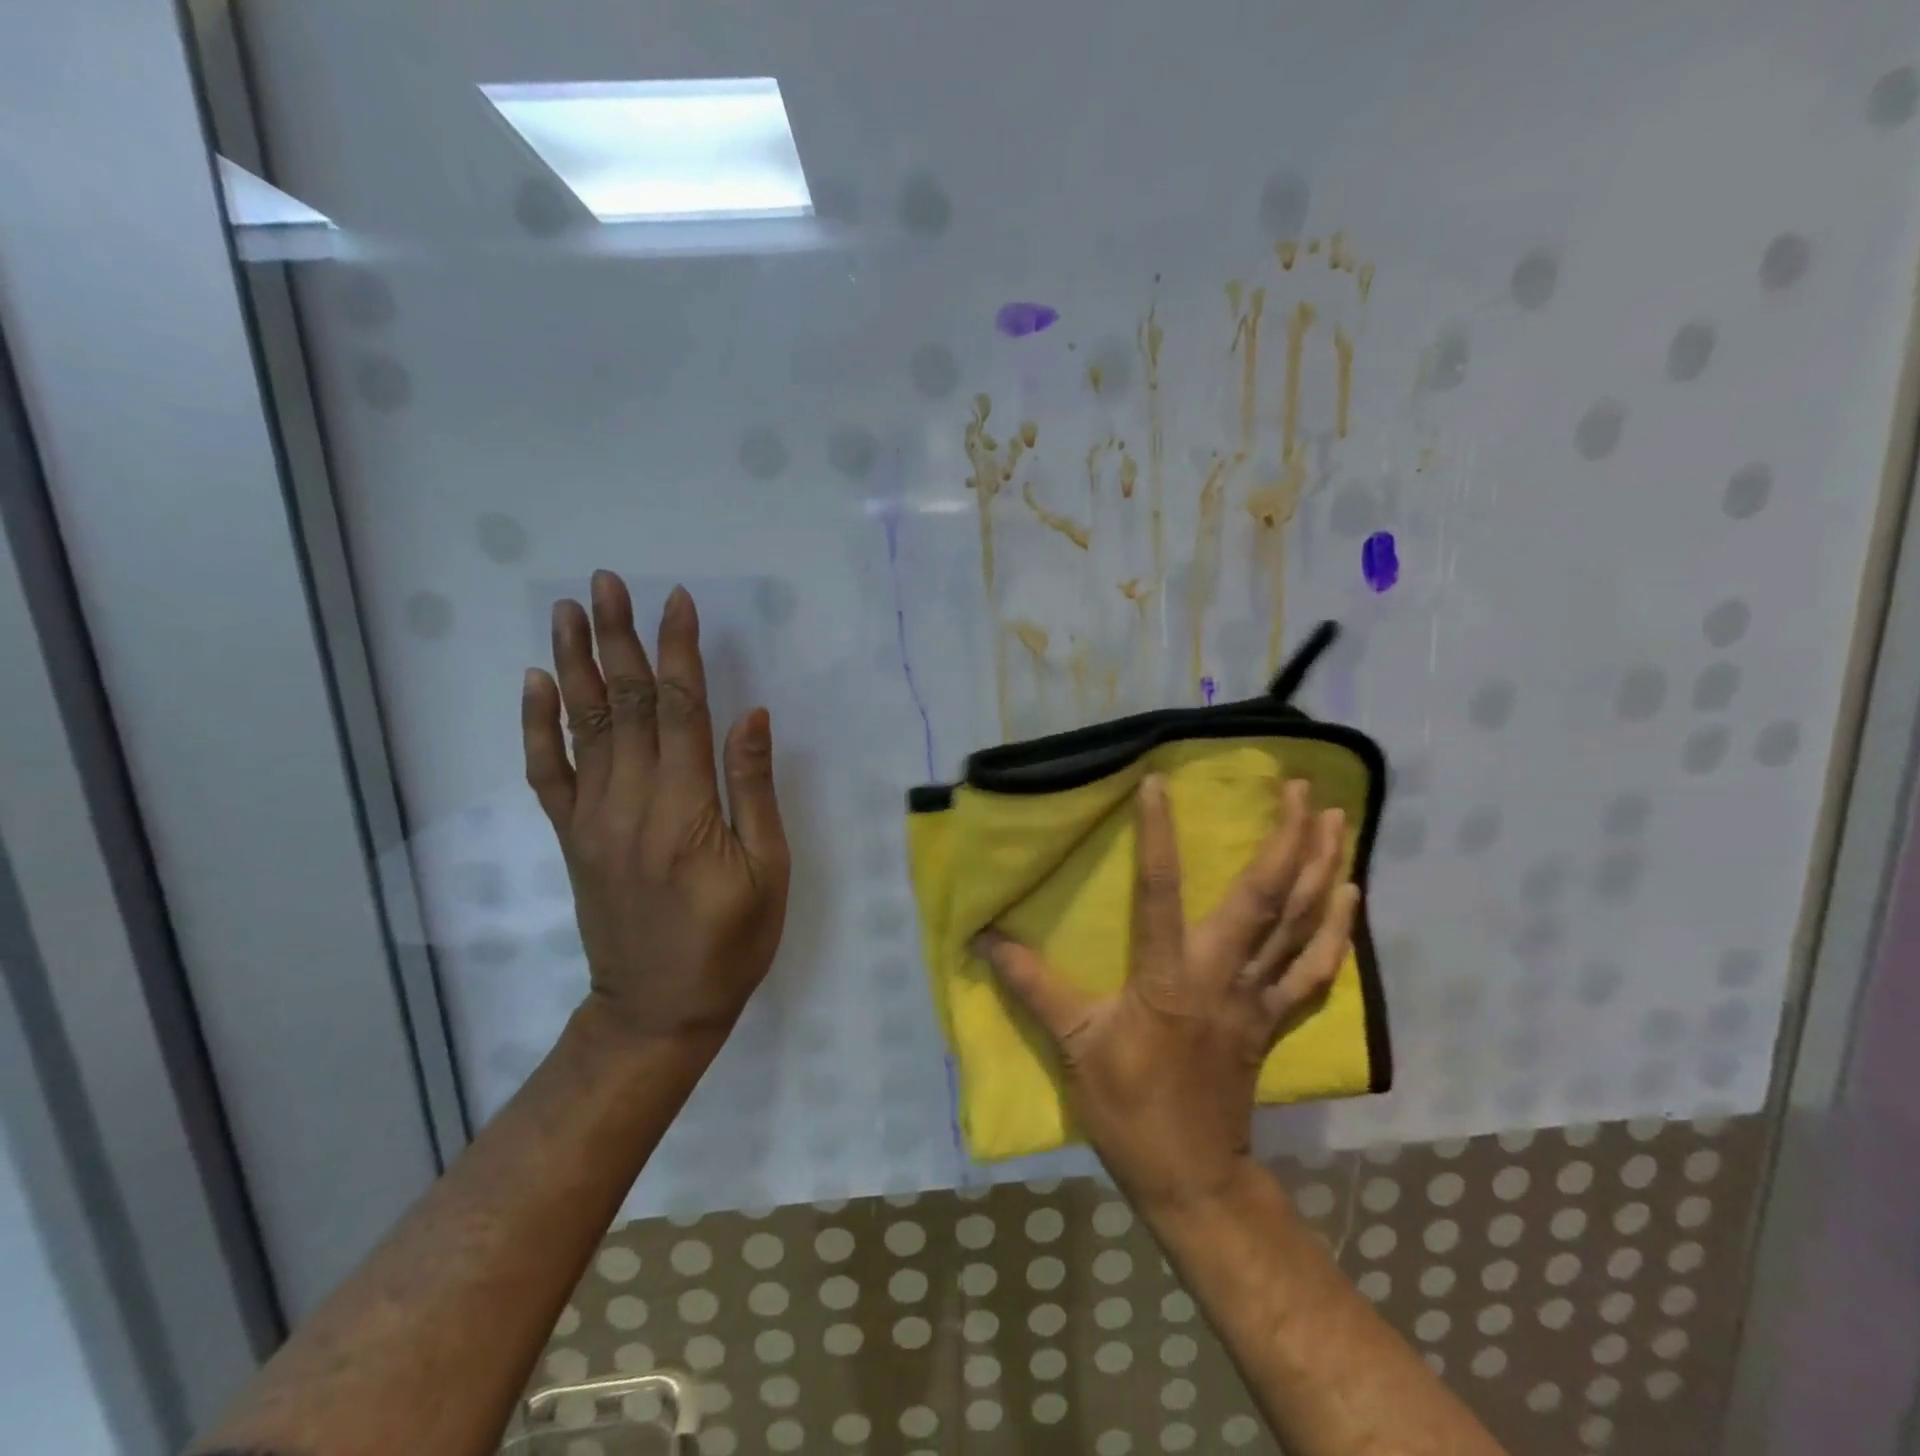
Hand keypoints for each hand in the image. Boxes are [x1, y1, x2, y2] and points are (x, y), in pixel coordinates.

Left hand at [523, 571, 790, 1052]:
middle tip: (607, 582)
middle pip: (623, 704)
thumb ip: (753, 790)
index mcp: (685, 809)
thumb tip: (750, 716)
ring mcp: (592, 819)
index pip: (678, 709)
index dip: (678, 651)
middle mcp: (630, 802)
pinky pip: (548, 772)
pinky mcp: (573, 836)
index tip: (676, 601)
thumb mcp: (767, 871)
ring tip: (568, 611)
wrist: (658, 1009)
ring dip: (576, 663)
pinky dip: (538, 725)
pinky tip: (537, 684)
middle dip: (618, 639)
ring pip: (582, 726)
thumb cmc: (730, 942)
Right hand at [976, 775, 1356, 1212]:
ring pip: (1302, 926)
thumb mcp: (1072, 1044)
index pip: (1160, 892)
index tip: (1158, 783)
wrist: (1192, 1177)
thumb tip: (983, 938)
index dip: (1158, 836)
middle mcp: (1221, 976)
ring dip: (1323, 869)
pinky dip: (1338, 930)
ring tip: (1335, 818)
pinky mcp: (1275, 1019)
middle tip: (1298, 785)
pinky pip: (1316, 969)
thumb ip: (1031, 984)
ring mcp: (1258, 998)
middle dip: (1286, 839)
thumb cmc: (1128, 1107)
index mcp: (1167, 977)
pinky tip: (1350, 893)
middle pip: (1265, 900)